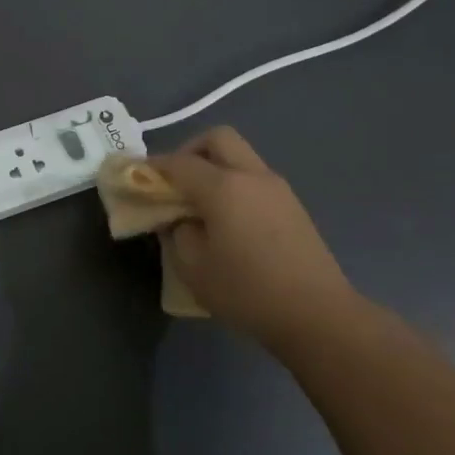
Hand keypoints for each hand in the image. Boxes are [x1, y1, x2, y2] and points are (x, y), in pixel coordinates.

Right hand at [150, 128, 362, 342]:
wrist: (318, 316)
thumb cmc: (247, 291)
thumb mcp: (192, 267)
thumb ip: (176, 232)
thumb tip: (178, 218)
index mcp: (223, 187)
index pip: (178, 162)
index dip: (153, 167)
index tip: (136, 177)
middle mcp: (251, 176)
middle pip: (217, 138)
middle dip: (189, 151)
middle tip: (174, 181)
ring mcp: (278, 189)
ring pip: (239, 156)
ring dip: (214, 167)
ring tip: (199, 204)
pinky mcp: (293, 206)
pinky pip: (254, 179)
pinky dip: (234, 184)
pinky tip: (227, 219)